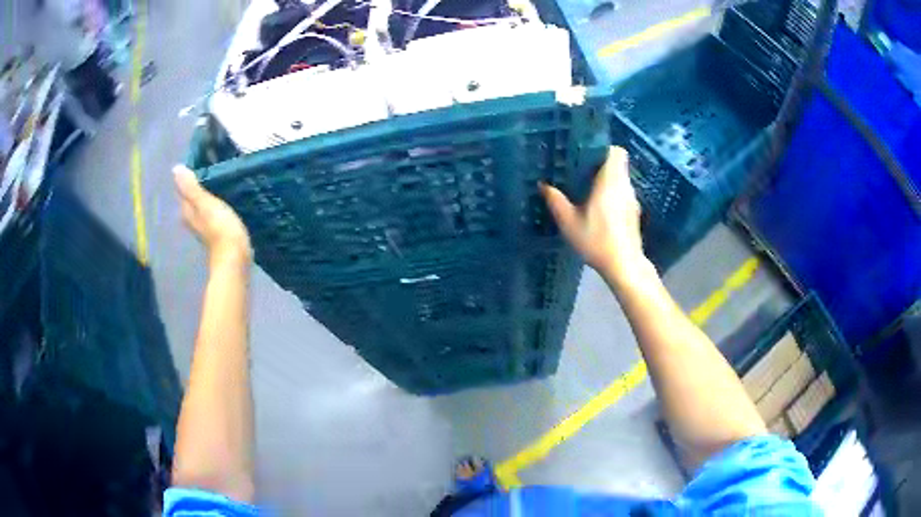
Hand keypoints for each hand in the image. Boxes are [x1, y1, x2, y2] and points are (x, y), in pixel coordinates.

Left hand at [174, 165, 251, 266]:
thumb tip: (175, 168)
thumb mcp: (206, 204)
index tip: (202, 158)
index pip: (184, 188)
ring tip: (223, 177)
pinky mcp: (218, 231)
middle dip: (201, 182)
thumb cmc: (220, 229)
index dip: (191, 174)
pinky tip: (227, 198)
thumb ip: (191, 188)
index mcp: (188, 210)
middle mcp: (193, 218)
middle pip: (193, 196)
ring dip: (210, 192)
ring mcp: (205, 226)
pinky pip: (214, 211)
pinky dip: (218, 203)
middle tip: (214, 164)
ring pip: (203, 204)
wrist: (235, 259)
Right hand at [540, 146, 645, 278]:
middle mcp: (625, 186)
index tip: (586, 154)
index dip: (602, 148)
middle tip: (581, 172)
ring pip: (620, 180)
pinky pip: (622, 194)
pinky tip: (599, 210)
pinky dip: (612, 195)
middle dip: (600, 165)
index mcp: (610, 182)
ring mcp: (632, 200)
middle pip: (617, 164)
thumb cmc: (597, 241)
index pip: (616, 151)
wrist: (624, 265)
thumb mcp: (569, 223)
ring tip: (587, 190)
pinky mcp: (634, 213)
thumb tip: (543, 185)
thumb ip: (556, 201)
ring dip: (606, 181)